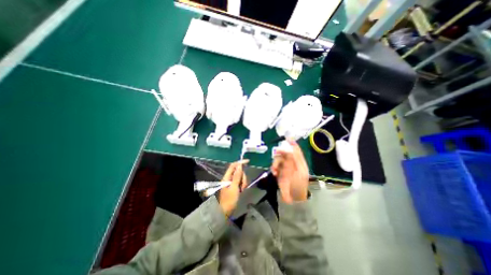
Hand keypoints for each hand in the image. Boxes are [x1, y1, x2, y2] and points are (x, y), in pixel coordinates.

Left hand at [219, 160, 249, 215]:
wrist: (226, 211)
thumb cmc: (229, 200)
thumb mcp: (234, 187)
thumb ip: (237, 176)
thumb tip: (239, 166)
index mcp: (227, 177)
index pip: (233, 166)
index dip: (240, 162)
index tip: (248, 161)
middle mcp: (229, 178)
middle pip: (239, 171)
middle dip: (242, 177)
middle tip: (242, 186)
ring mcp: (232, 182)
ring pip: (241, 177)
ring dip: (243, 182)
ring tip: (241, 190)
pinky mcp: (235, 186)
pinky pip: (241, 182)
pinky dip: (243, 185)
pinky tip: (242, 190)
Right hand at [270, 141, 307, 202]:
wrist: (293, 199)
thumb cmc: (298, 186)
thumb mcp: (299, 173)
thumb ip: (294, 161)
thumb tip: (289, 151)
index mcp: (300, 163)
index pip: (296, 151)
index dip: (293, 144)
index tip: (287, 138)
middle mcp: (292, 164)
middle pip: (285, 154)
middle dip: (280, 153)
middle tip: (276, 153)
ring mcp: (286, 168)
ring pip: (279, 159)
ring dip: (276, 162)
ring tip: (274, 169)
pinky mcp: (279, 172)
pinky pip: (275, 166)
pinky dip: (273, 168)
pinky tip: (274, 172)